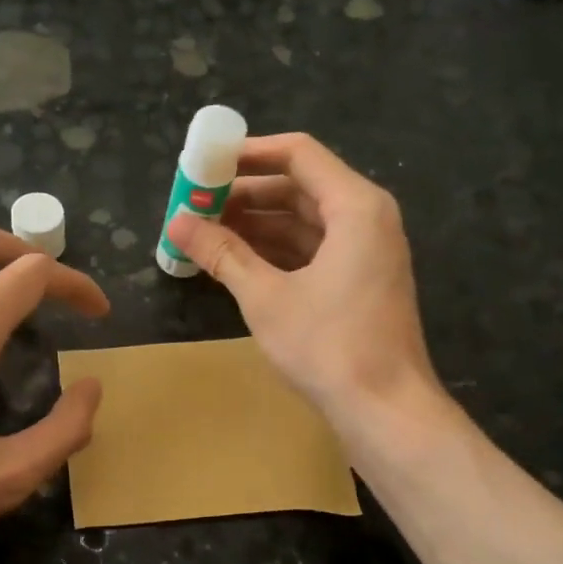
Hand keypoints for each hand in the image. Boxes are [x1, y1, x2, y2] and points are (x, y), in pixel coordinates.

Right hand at [165, 133, 439, 433]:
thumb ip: (222, 254)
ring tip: (205, 232)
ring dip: (257, 225)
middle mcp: (367, 219)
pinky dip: (276, 251)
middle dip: (246, 195)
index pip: (297, 154)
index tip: (205, 163)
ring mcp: (367, 252)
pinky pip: (313, 249)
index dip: (248, 154)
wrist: (385, 410)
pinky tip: (236, 261)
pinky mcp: (360, 282)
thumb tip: (177, 223)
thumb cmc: (328, 346)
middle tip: (196, 204)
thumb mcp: (265, 297)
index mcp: (355, 206)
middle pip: (300, 187)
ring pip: (304, 221)